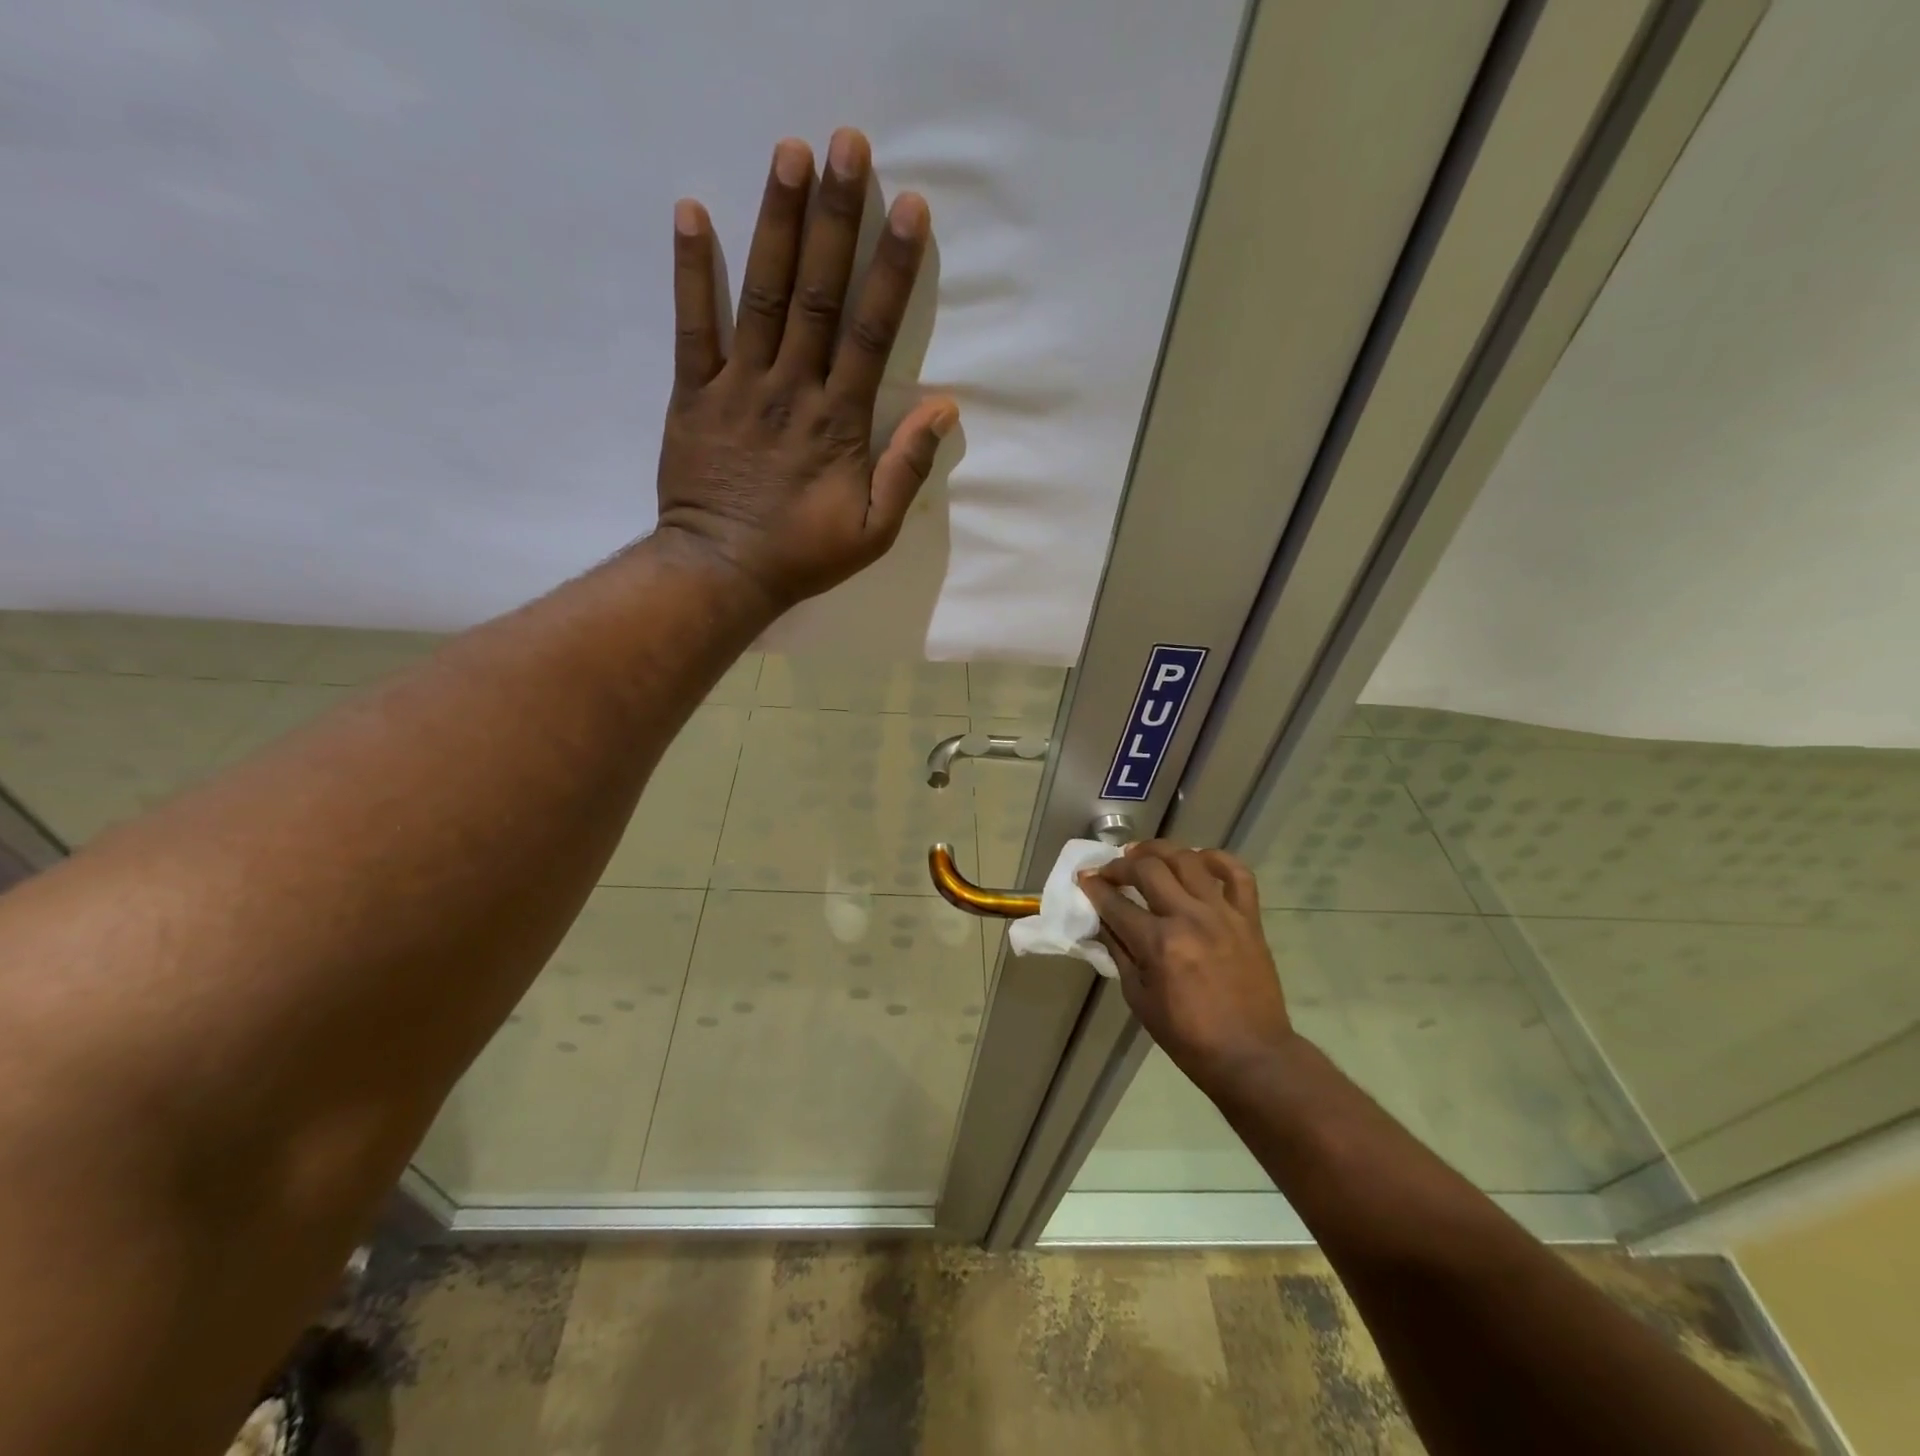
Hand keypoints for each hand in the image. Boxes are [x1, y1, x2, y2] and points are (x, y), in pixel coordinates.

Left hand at [656, 129, 958, 610]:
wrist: (723, 571)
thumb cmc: (804, 554)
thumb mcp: (875, 530)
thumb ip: (907, 468)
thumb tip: (944, 409)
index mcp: (840, 421)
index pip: (871, 333)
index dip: (891, 270)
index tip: (908, 210)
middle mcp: (792, 390)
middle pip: (817, 294)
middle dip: (835, 219)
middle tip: (846, 145)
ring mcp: (739, 387)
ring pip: (760, 295)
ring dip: (775, 222)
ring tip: (788, 153)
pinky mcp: (694, 394)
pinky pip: (691, 326)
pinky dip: (690, 270)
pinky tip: (691, 209)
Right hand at [1078, 841, 1295, 1094]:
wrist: (1251, 1055)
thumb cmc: (1188, 1036)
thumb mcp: (1139, 999)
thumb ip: (1120, 953)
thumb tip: (1103, 922)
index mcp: (1159, 944)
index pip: (1115, 903)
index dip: (1094, 887)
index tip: (1083, 878)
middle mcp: (1189, 919)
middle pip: (1148, 869)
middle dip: (1121, 865)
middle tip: (1110, 870)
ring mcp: (1222, 914)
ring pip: (1188, 860)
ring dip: (1160, 851)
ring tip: (1145, 855)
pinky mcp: (1249, 918)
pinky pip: (1237, 874)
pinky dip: (1217, 859)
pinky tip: (1198, 859)